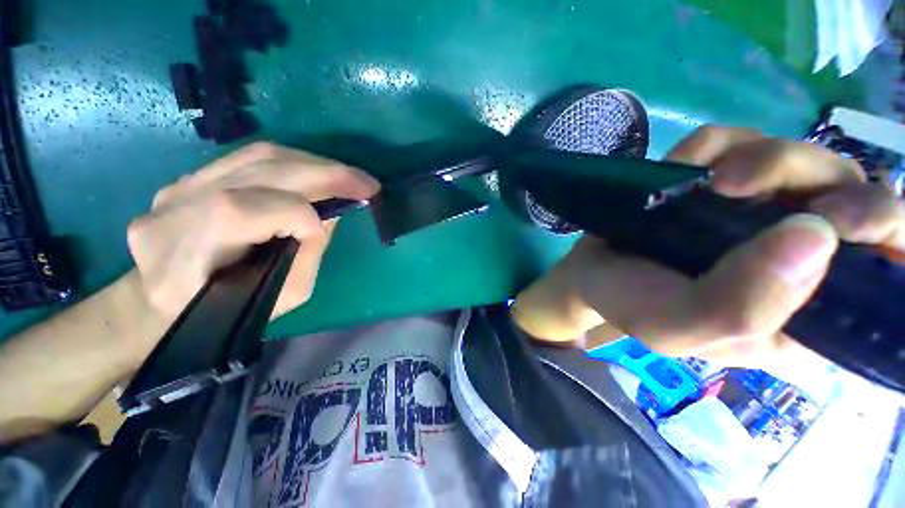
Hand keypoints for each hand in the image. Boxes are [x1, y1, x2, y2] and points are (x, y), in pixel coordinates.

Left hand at [128, 142, 379, 320]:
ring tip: (347, 177)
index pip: (245, 211)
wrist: (161, 302)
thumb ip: (308, 253)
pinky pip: (248, 159)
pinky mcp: (190, 178)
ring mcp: (178, 186)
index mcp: (187, 252)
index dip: (299, 215)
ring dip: (314, 164)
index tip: (333, 224)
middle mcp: (176, 207)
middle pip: (259, 170)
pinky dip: (292, 165)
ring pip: (257, 156)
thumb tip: (330, 214)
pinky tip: (315, 175)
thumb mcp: (280, 296)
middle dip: (326, 174)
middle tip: (367, 183)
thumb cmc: (226, 312)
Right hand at [514, 126, 904, 367]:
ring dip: (764, 159)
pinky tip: (685, 163)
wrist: (589, 272)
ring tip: (709, 182)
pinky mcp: (722, 184)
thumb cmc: (627, 303)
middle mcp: (798, 260)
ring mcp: (762, 212)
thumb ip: (742, 308)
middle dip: (831, 185)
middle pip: (859, 204)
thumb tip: (817, 234)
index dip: (895, 246)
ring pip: (807, 162)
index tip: (851, 223)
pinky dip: (717, 144)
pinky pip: (742, 143)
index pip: (886, 286)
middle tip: (778, 193)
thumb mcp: (674, 327)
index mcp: (801, 314)